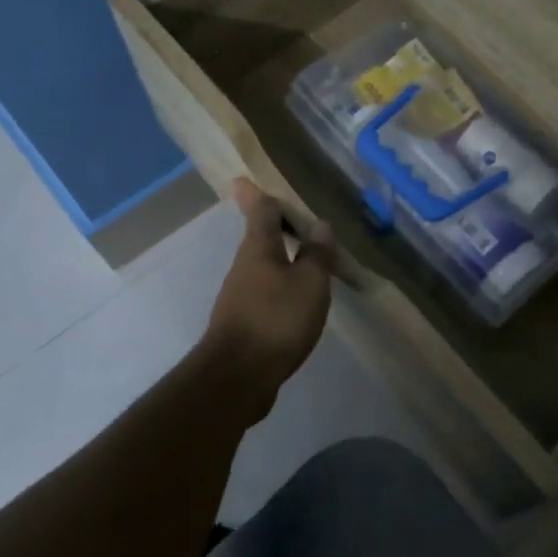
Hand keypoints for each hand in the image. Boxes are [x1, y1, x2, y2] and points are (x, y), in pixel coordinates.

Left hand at [202, 179, 335, 390]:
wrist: (237, 377)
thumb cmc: (276, 320)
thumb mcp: (309, 284)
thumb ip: (317, 255)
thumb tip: (320, 226)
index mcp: (258, 248)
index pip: (261, 210)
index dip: (259, 193)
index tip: (247, 178)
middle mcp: (244, 267)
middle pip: (259, 237)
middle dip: (274, 225)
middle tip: (294, 215)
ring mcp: (239, 296)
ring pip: (262, 266)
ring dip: (280, 257)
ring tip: (306, 255)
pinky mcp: (243, 323)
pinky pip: (264, 292)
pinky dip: (280, 285)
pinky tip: (297, 297)